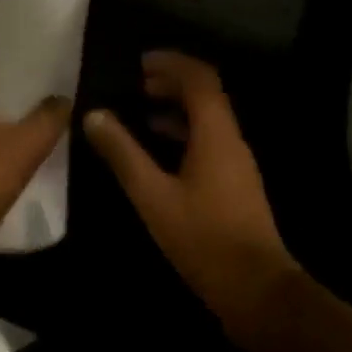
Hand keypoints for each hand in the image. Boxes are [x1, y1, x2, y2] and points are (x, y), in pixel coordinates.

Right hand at [83, 51, 303, 343]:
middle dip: (173, 81)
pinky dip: (184, 132)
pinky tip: (159, 150)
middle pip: (206, 94)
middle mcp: (231, 139)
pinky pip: (209, 141)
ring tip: (141, 109)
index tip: (141, 62)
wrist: (257, 290)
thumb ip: (123, 154)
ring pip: (207, 118)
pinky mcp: (235, 183)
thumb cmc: (204, 238)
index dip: (172, 63)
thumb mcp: (153, 195)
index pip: (200, 78)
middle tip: (137, 82)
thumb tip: (94, 115)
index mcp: (216, 133)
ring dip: (177, 107)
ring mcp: (236, 162)